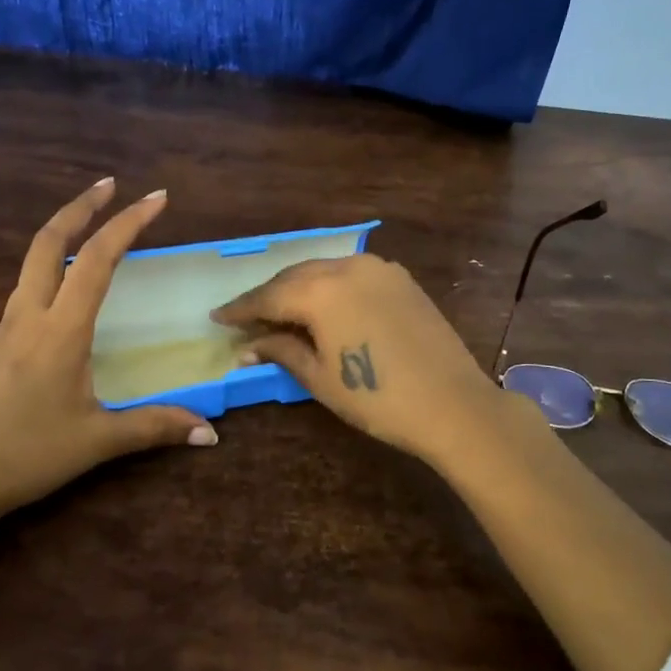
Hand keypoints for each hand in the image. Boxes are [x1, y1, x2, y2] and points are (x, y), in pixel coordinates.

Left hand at [0, 179, 216, 537]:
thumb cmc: (25, 455)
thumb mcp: (97, 442)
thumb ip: (154, 427)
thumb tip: (210, 431)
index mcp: (60, 330)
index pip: (96, 259)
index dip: (127, 223)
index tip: (156, 197)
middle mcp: (30, 316)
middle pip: (48, 241)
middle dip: (81, 206)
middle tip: (111, 184)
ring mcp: (7, 327)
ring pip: (33, 260)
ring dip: (62, 231)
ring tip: (93, 224)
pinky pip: (28, 287)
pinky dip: (51, 264)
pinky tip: (67, 284)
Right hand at [211, 253, 523, 468]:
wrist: (453, 403)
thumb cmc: (378, 398)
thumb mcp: (320, 377)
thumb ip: (281, 351)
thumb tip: (246, 347)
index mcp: (320, 291)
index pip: (268, 296)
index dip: (240, 309)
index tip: (217, 317)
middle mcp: (346, 267)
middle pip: (294, 277)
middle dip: (267, 296)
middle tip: (245, 317)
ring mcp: (377, 268)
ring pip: (323, 271)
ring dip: (298, 288)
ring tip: (280, 311)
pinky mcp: (399, 278)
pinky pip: (350, 273)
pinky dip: (329, 286)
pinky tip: (322, 305)